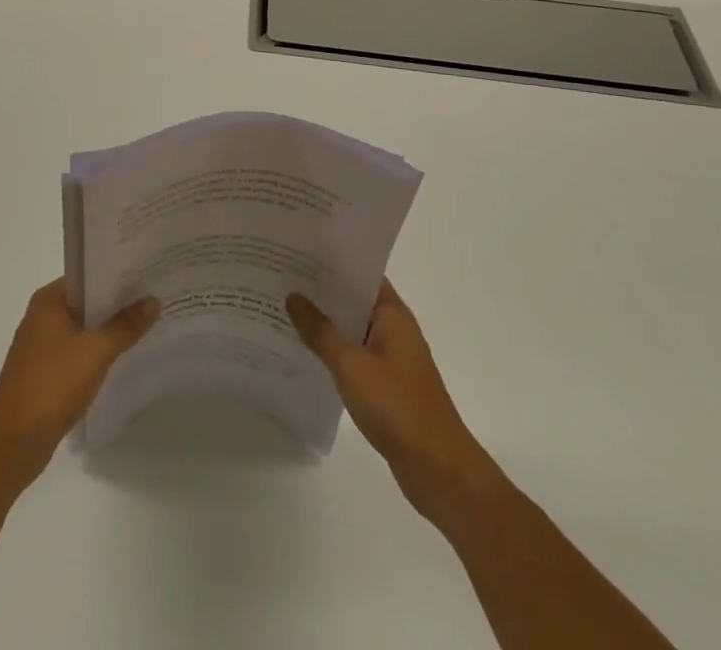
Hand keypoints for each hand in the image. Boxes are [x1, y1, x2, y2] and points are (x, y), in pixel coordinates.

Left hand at [0, 278, 158, 486]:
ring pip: (83, 327)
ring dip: (108, 328)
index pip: (87, 275)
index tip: (146, 274)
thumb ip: (125, 325)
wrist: (15, 441)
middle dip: (117, 302)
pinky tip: (121, 356)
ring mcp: (41, 345)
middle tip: (154, 297)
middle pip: (86, 301)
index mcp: (49, 300)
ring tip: (145, 323)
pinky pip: (77, 350)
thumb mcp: (96, 351)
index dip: (116, 274)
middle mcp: (42, 315)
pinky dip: (97, 350)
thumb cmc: (53, 384)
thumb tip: (153, 300)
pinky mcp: (44, 371)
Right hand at [287, 279, 489, 515]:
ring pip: (353, 328)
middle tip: (282, 276)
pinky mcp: (388, 385)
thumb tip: (294, 296)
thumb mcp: (350, 365)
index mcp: (393, 314)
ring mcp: (393, 358)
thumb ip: (320, 330)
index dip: (332, 260)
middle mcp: (395, 329)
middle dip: (322, 290)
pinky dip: (334, 350)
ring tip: (285, 308)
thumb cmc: (397, 406)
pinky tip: (305, 352)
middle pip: (354, 299)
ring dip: (326, 322)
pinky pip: (355, 355)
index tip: (299, 250)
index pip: (361, 272)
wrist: (438, 470)